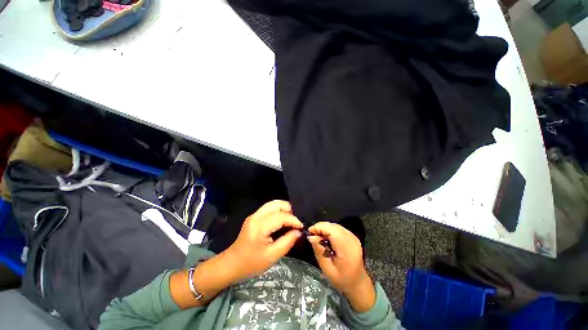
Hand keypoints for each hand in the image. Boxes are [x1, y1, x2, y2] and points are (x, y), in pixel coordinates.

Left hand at [224, 200, 303, 281]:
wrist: (231, 264)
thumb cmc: (251, 264)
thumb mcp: (272, 256)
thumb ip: (287, 242)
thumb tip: (298, 232)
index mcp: (260, 226)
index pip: (281, 216)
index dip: (294, 220)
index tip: (301, 227)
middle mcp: (257, 216)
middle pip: (277, 204)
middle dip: (289, 211)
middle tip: (294, 224)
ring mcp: (254, 215)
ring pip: (273, 204)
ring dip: (284, 210)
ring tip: (289, 223)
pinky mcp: (254, 217)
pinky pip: (269, 208)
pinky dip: (278, 212)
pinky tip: (281, 222)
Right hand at [308, 222, 375, 311]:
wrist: (358, 283)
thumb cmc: (342, 279)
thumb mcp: (327, 269)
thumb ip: (319, 251)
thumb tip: (311, 236)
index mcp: (346, 249)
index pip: (332, 230)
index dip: (319, 227)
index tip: (310, 232)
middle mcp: (351, 239)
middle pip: (333, 226)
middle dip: (321, 227)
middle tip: (312, 235)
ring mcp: (353, 237)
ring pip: (335, 225)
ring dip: (325, 228)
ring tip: (318, 237)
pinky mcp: (352, 236)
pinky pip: (338, 228)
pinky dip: (330, 230)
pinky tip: (326, 238)